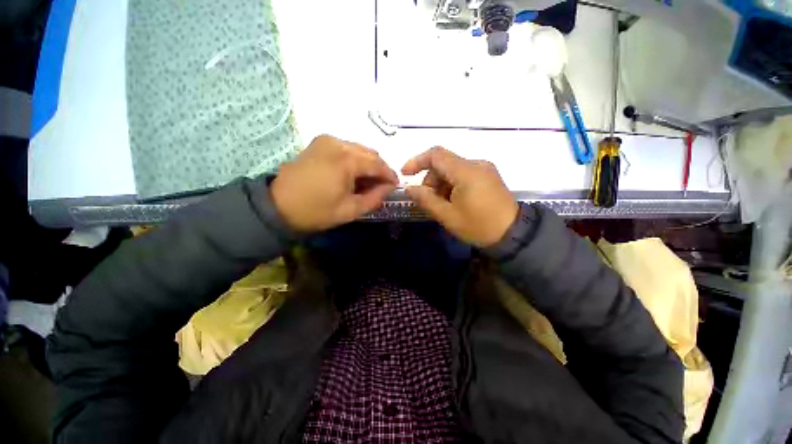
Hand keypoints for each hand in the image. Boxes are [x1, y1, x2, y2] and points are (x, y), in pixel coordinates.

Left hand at [271, 135, 397, 232]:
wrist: (278, 205)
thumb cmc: (316, 211)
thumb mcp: (350, 210)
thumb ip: (375, 198)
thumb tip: (389, 188)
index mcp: (346, 160)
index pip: (377, 164)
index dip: (390, 175)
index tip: (395, 186)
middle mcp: (338, 143)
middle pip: (370, 153)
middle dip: (379, 169)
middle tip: (382, 185)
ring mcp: (327, 140)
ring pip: (359, 149)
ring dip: (368, 164)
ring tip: (368, 181)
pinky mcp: (320, 142)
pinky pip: (346, 148)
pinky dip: (355, 159)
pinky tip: (353, 173)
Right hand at [401, 147, 518, 247]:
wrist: (513, 235)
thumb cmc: (478, 226)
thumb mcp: (447, 215)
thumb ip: (426, 199)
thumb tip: (409, 189)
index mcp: (466, 171)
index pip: (436, 155)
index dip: (417, 161)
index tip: (405, 174)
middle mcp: (476, 164)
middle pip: (444, 164)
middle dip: (431, 180)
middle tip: (428, 201)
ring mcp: (484, 169)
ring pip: (453, 170)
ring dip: (441, 185)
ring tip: (443, 205)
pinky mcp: (489, 176)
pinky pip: (464, 175)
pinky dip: (453, 185)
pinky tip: (454, 202)